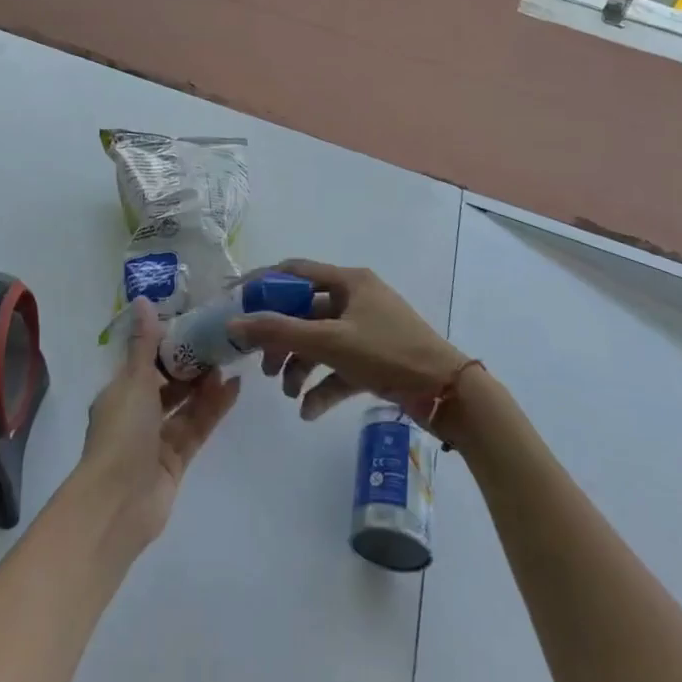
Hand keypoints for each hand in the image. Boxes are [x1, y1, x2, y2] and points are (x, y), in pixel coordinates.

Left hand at [75, 297, 240, 550]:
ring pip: (184, 406)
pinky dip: (213, 410)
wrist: (118, 503)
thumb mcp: (134, 381)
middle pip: (167, 384)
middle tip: (219, 344)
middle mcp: (136, 414)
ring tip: (230, 363)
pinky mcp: (175, 461)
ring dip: (205, 387)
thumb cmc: (122, 433)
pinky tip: (234, 389)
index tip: (193, 325)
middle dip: (190, 366)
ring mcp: (156, 440)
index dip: (167, 345)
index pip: (145, 362)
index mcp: (119, 392)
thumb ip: (144, 343)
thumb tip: (142, 300)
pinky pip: (196, 428)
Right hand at [230, 260, 467, 422]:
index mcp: (348, 281)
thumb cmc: (388, 353)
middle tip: (263, 364)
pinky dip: (322, 386)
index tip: (234, 303)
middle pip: (304, 312)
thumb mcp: (330, 341)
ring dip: (300, 366)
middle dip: (281, 338)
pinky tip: (309, 411)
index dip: (262, 284)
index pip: (294, 271)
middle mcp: (355, 299)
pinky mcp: (374, 359)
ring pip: (319, 342)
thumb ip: (280, 331)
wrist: (447, 394)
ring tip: (288, 392)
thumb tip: (234, 324)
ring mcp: (365, 329)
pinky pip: (338, 367)